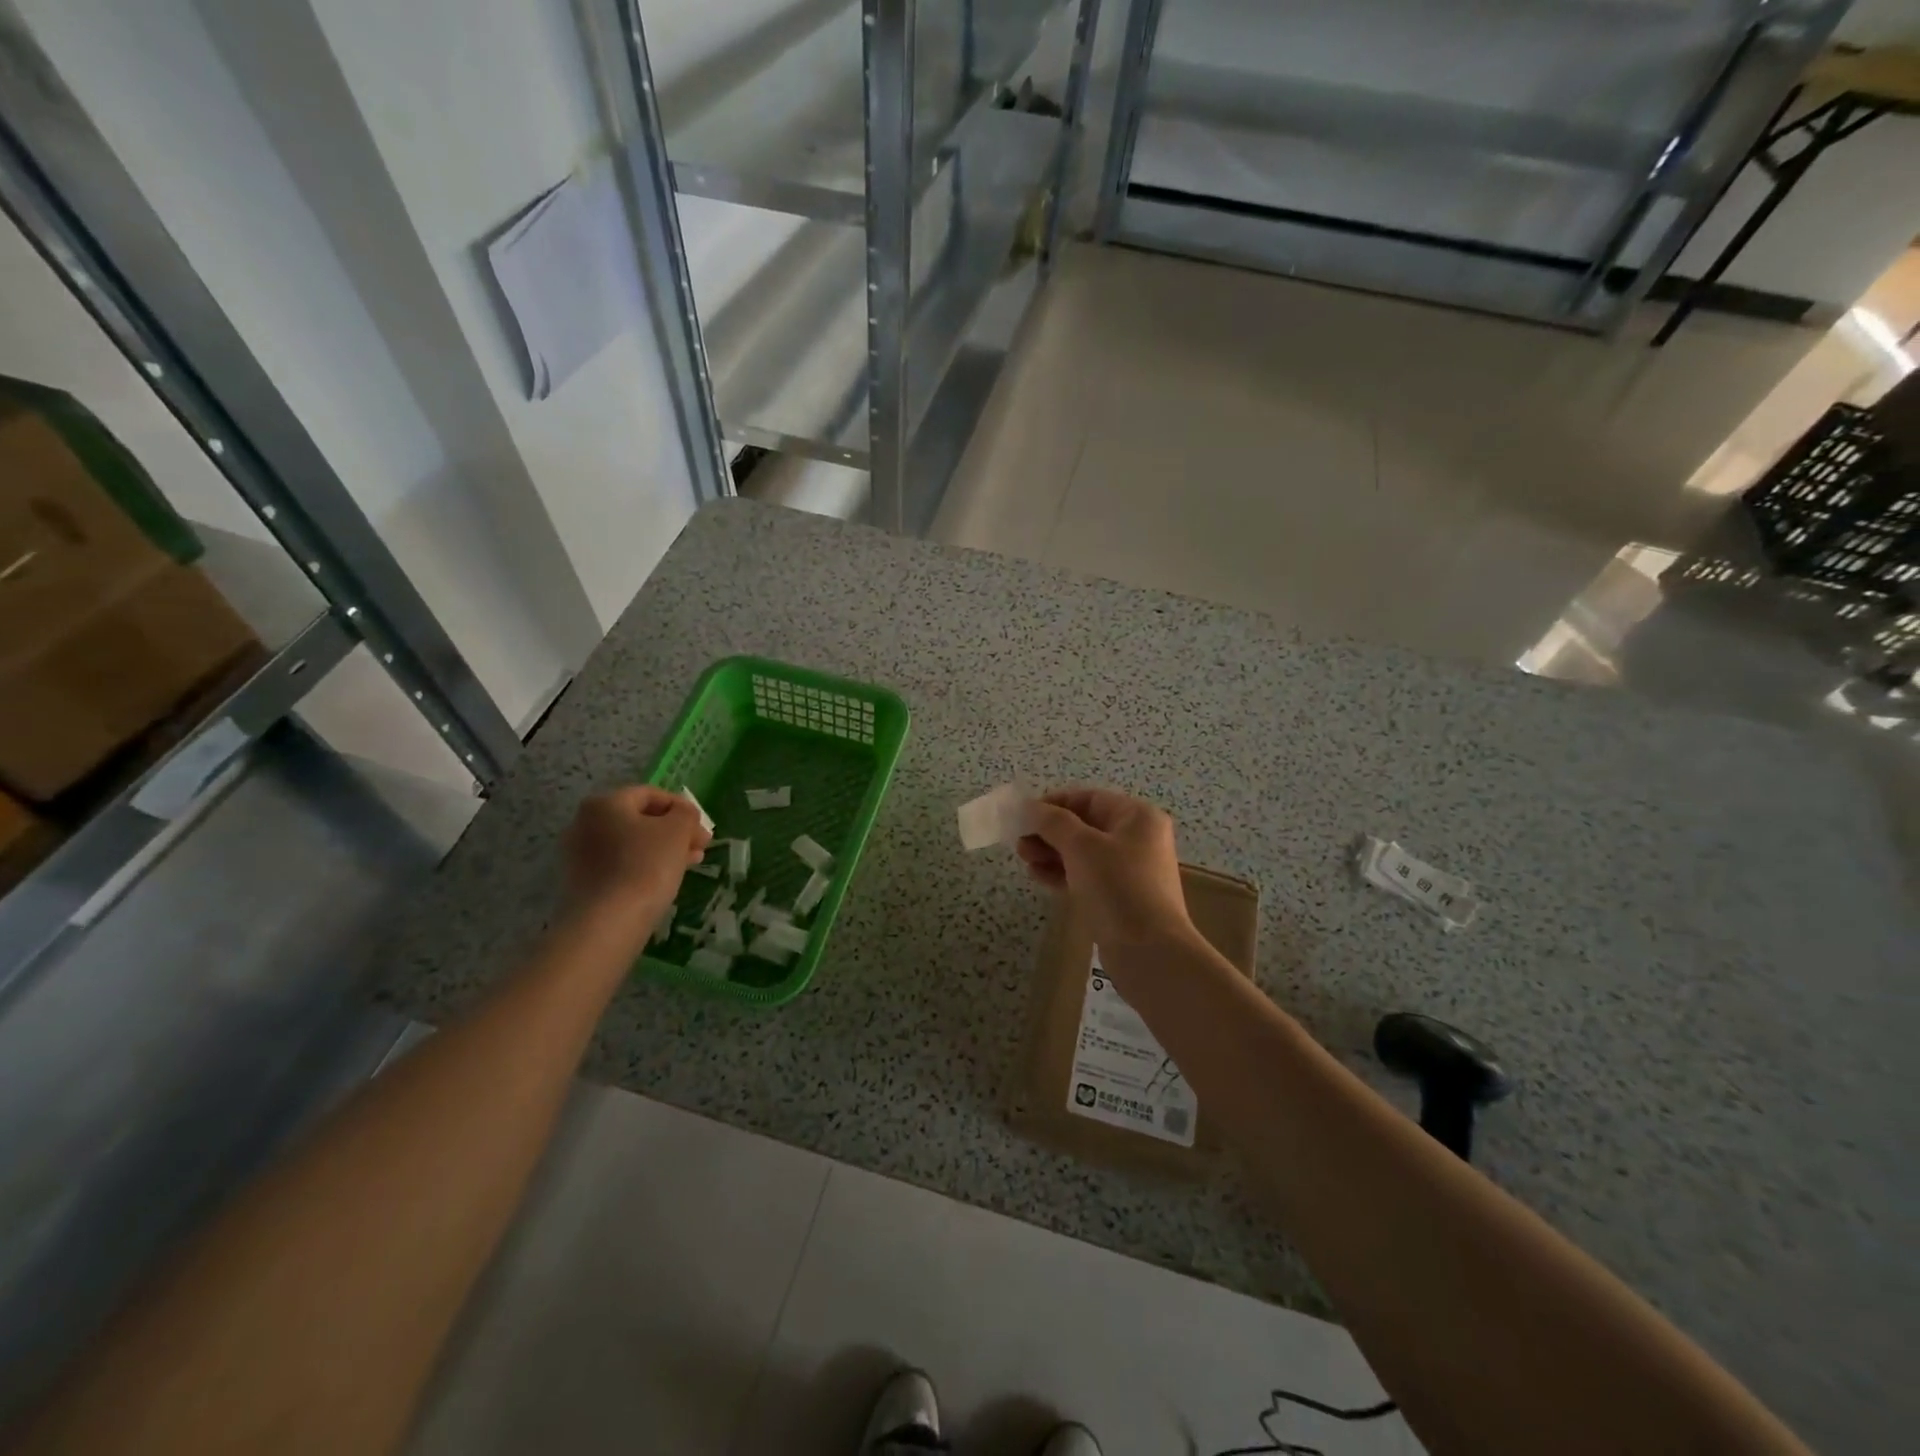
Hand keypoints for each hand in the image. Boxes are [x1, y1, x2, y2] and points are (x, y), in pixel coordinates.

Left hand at [561, 786, 710, 940]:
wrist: (607, 923)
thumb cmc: (646, 865)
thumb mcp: (678, 830)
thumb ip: (685, 813)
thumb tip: (682, 814)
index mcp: (605, 803)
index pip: (650, 794)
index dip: (682, 806)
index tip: (702, 825)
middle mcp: (584, 823)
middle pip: (639, 820)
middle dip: (674, 831)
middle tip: (701, 846)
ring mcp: (579, 855)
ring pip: (631, 844)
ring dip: (663, 849)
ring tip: (690, 864)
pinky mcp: (581, 883)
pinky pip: (620, 865)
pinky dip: (644, 866)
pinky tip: (666, 880)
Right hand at [1017, 786, 1194, 947]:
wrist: (1149, 953)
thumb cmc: (1118, 888)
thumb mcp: (1082, 847)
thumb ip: (1053, 822)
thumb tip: (1029, 807)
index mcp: (1137, 817)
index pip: (1089, 798)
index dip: (1054, 803)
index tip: (1023, 815)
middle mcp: (1138, 839)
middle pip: (1085, 825)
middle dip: (1049, 831)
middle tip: (1019, 842)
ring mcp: (1130, 871)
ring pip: (1083, 853)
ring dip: (1051, 853)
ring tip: (1024, 860)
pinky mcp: (1120, 898)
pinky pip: (1086, 876)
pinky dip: (1062, 874)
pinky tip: (1037, 877)